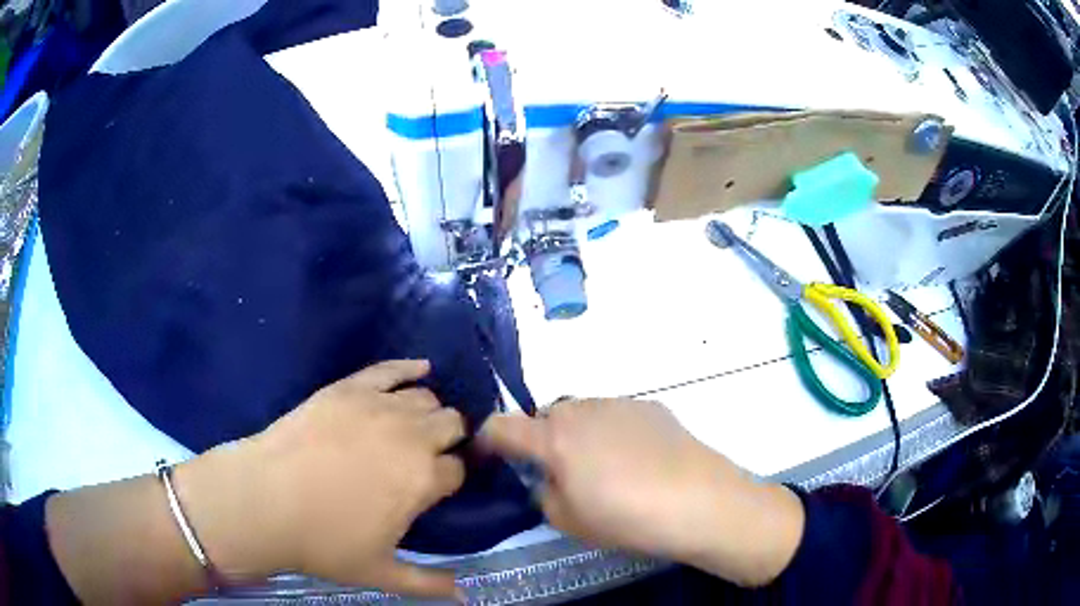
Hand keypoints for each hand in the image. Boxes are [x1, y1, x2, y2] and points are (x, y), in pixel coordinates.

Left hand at [176, 360, 465, 597]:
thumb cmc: (323, 541)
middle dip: (449, 440)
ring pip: (426, 398)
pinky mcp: (348, 388)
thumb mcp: (381, 572)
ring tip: (414, 429)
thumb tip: (467, 597)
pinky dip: (410, 368)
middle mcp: (410, 435)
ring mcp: (378, 406)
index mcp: (423, 479)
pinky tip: (422, 369)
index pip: (459, 469)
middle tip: (429, 458)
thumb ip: (430, 583)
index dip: (452, 478)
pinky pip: (390, 368)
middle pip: (451, 425)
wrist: (263, 500)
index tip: (441, 487)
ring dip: (429, 414)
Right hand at [480, 399, 804, 586]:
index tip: (490, 458)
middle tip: (561, 473)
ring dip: (579, 435)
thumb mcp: (569, 520)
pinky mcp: (650, 405)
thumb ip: (543, 492)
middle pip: (545, 417)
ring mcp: (619, 403)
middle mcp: (582, 410)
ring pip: (581, 414)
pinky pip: (615, 415)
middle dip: (542, 440)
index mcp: (554, 438)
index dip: (487, 440)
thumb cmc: (627, 517)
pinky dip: (612, 431)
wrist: (700, 501)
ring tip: (605, 468)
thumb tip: (547, 477)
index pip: (500, 426)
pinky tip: (637, 459)